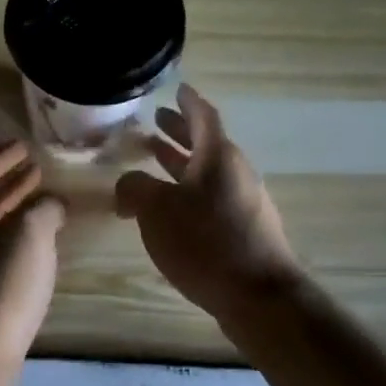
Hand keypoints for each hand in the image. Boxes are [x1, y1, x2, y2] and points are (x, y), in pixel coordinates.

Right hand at [115, 85, 305, 325]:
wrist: (257, 295)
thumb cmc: (205, 242)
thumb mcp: (156, 210)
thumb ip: (135, 188)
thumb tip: (127, 185)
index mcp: (218, 157)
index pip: (203, 116)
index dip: (188, 102)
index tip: (177, 89)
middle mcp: (235, 173)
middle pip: (205, 144)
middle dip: (180, 132)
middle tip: (156, 122)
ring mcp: (243, 203)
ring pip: (206, 173)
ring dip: (180, 163)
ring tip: (154, 159)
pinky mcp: (243, 230)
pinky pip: (210, 197)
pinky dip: (187, 191)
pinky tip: (169, 208)